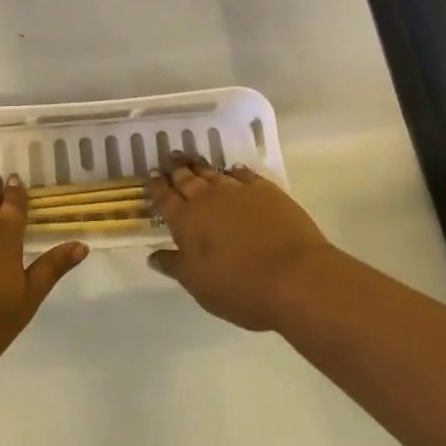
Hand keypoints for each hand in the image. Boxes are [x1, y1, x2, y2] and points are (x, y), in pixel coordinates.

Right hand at [148, 155, 340, 331]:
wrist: (295, 277)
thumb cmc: (239, 288)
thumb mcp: (199, 285)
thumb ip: (175, 266)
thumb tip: (153, 255)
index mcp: (186, 221)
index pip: (165, 198)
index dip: (156, 186)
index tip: (150, 174)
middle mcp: (207, 200)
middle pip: (187, 179)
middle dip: (176, 168)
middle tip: (169, 157)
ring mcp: (238, 192)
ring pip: (213, 174)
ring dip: (200, 166)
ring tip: (192, 159)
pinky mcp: (267, 192)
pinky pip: (245, 175)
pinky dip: (235, 171)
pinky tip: (233, 170)